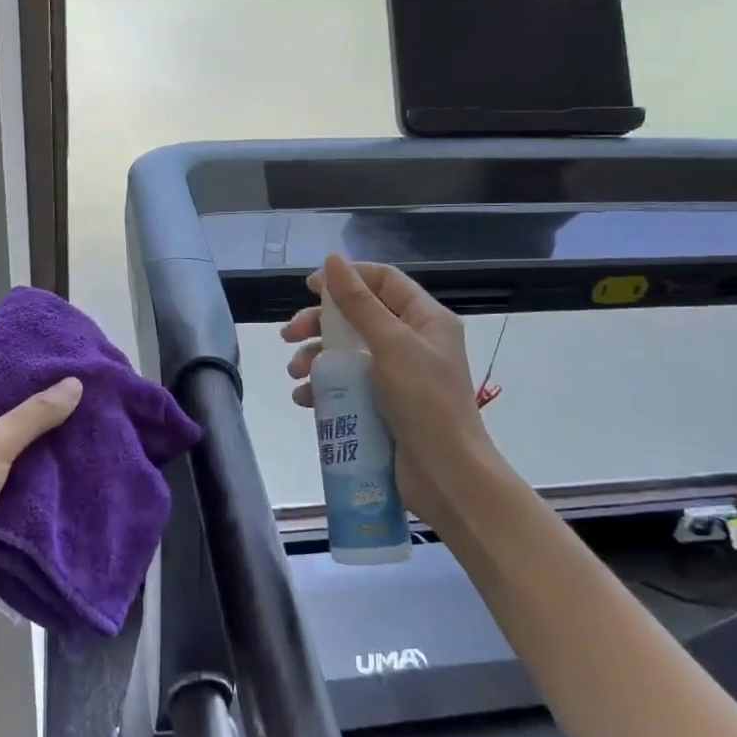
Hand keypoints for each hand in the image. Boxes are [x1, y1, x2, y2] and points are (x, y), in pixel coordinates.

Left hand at [0, 379, 82, 634]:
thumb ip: (33, 415)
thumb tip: (75, 383)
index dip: (12, 386)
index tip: (54, 379)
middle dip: (31, 425)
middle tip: (77, 409)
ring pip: (3, 468)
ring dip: (35, 462)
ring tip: (80, 441)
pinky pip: (7, 500)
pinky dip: (31, 495)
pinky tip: (68, 482)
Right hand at [282, 255, 493, 535]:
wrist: (447, 477)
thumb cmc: (425, 402)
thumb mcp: (392, 345)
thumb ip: (359, 303)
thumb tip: (332, 260)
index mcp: (425, 320)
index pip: (383, 282)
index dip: (346, 278)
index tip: (308, 287)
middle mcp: (413, 342)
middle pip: (358, 317)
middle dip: (320, 324)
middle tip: (288, 335)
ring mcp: (398, 376)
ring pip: (347, 352)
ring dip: (316, 358)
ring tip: (295, 374)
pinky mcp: (383, 405)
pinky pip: (348, 385)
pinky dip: (324, 388)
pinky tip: (305, 399)